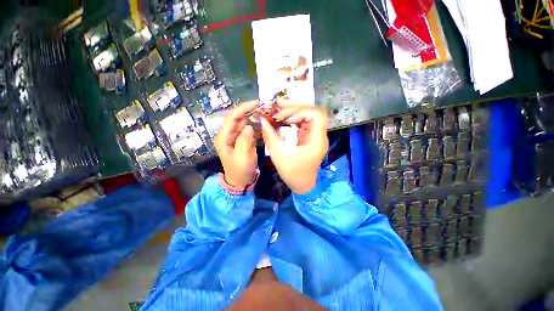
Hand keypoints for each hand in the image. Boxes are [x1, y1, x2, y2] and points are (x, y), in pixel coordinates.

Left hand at [214, 101, 258, 187]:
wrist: (241, 182)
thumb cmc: (240, 171)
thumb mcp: (242, 157)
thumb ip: (244, 140)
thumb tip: (249, 126)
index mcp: (223, 137)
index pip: (232, 118)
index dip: (243, 108)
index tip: (257, 103)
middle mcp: (228, 134)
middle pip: (239, 118)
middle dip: (251, 112)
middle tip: (265, 109)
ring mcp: (236, 137)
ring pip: (245, 123)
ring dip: (255, 118)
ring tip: (267, 115)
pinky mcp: (243, 140)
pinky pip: (249, 130)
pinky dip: (256, 127)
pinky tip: (264, 125)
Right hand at [260, 103, 328, 193]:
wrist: (302, 185)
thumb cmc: (293, 173)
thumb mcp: (279, 155)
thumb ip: (271, 136)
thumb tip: (262, 120)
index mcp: (317, 140)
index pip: (316, 115)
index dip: (300, 111)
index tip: (284, 118)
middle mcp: (319, 135)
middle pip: (313, 112)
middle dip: (295, 107)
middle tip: (278, 105)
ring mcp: (315, 135)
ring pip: (309, 115)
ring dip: (294, 111)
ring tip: (278, 110)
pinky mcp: (310, 137)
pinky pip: (304, 122)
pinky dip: (294, 118)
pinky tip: (283, 118)